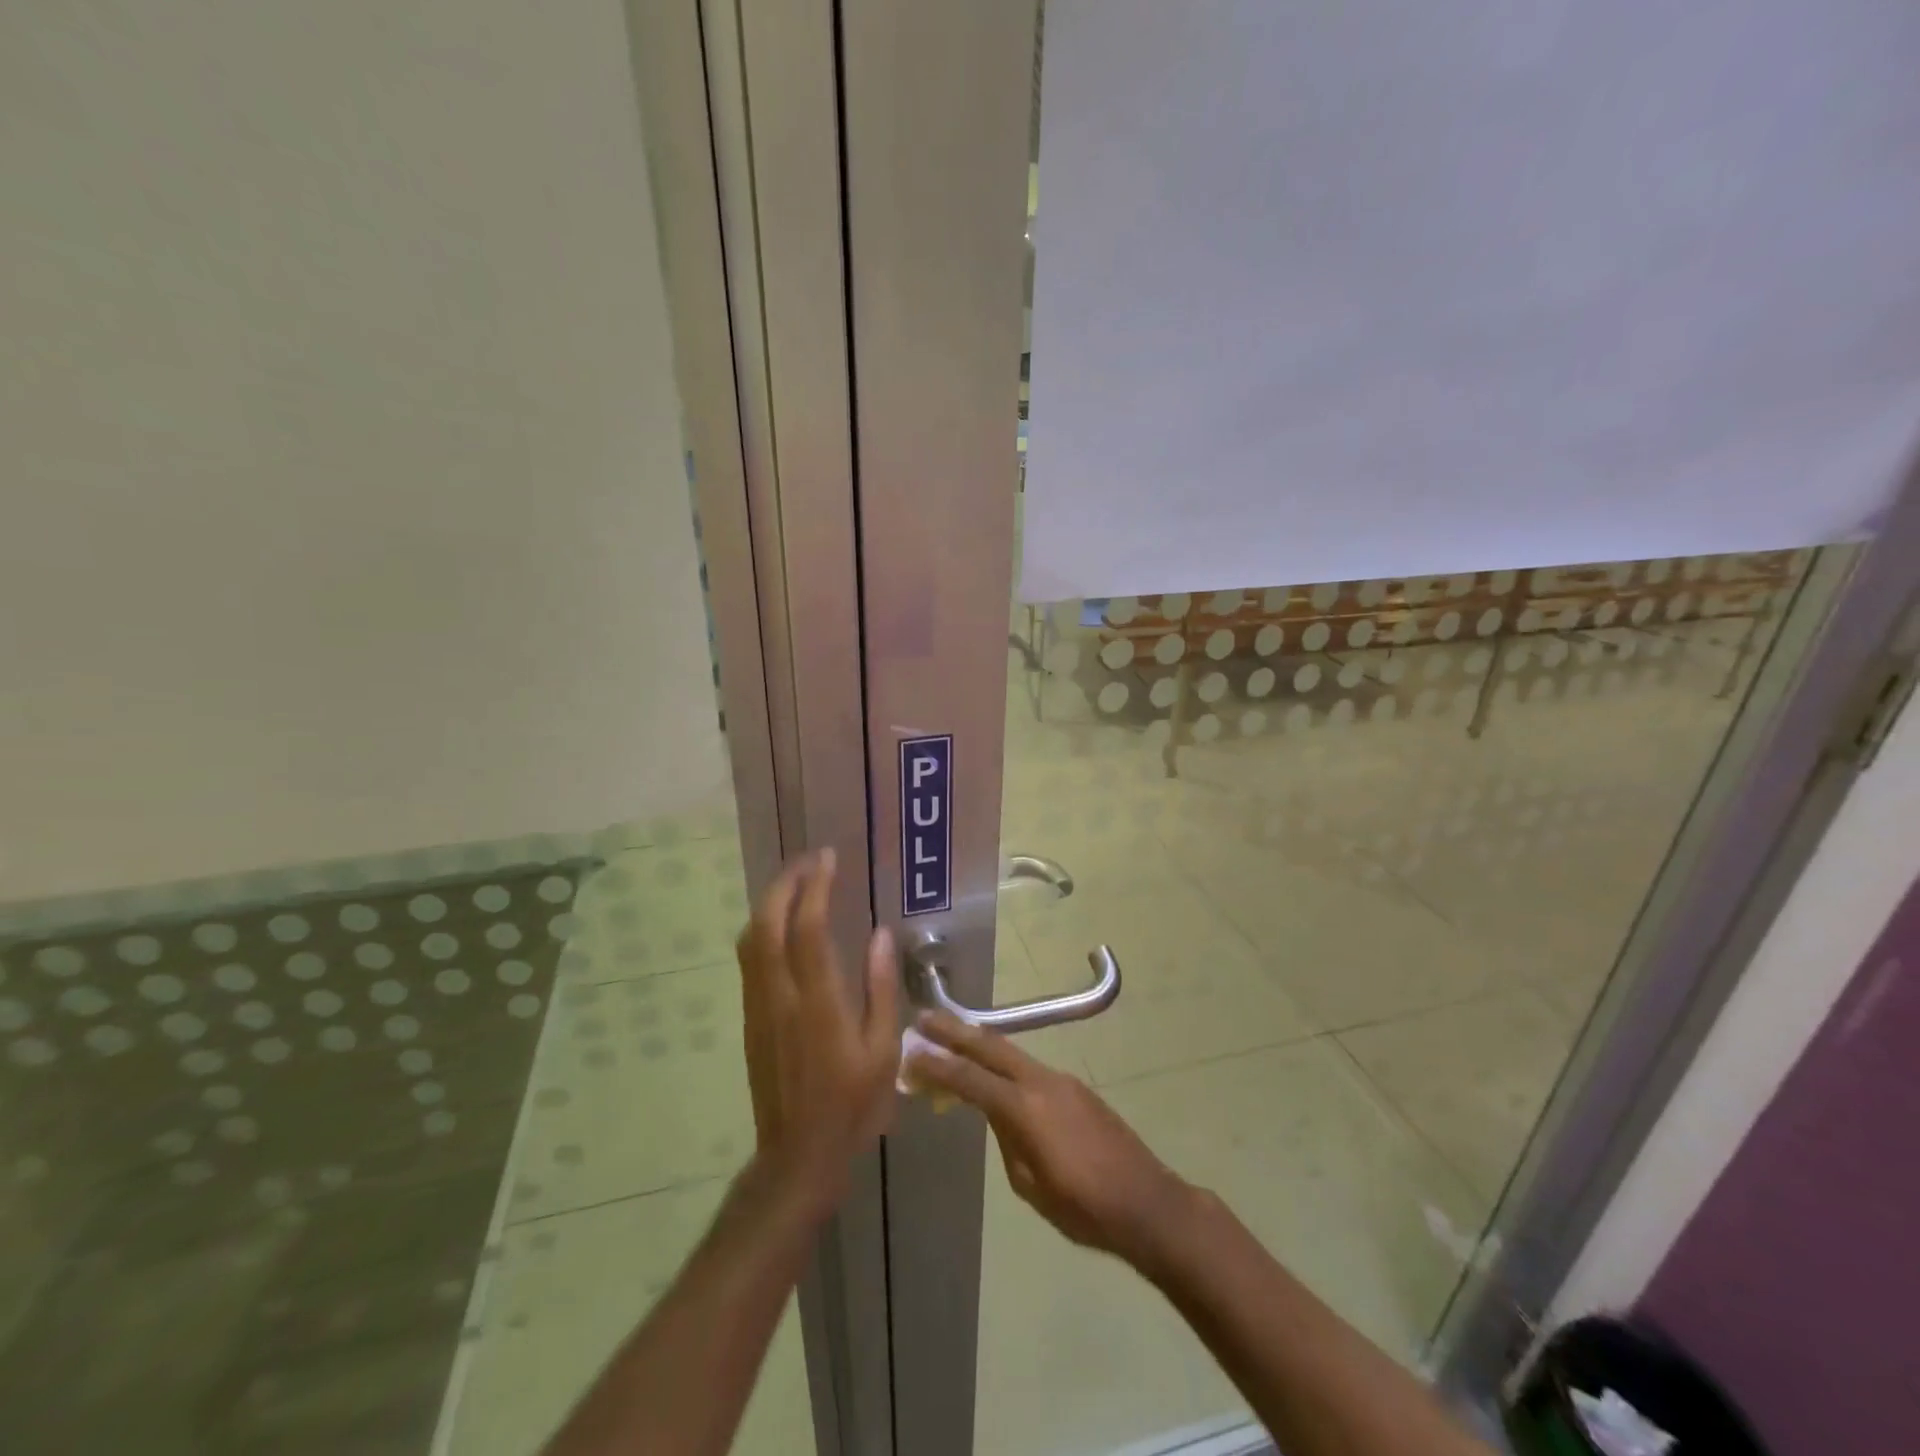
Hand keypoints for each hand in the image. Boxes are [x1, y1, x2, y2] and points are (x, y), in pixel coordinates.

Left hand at [737, 850, 900, 1212]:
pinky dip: (763, 927)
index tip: (828, 859)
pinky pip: (750, 959)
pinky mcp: (751, 1018)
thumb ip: (881, 989)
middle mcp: (781, 996)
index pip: (808, 929)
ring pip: (751, 939)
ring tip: (796, 883)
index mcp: (818, 1003)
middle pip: (768, 923)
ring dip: (770, 902)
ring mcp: (759, 1006)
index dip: (815, 887)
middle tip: (810, 861)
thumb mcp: (883, 1050)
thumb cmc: (852, 1104)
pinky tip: (782, 924)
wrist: (797, 1154)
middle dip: (785, 883)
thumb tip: (881, 936)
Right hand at [907, 1011, 1196, 1270]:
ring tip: (952, 1038)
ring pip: (1011, 1053)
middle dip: (955, 1032)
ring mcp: (1062, 1080)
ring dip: (979, 1043)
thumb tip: (997, 1115)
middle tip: (924, 1019)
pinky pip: (1030, 1068)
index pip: (970, 1079)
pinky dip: (1004, 1064)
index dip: (938, 1066)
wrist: (1147, 1202)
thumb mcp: (1030, 1186)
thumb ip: (1008, 1140)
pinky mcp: (1075, 1088)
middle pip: (990, 1047)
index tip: (910, 1052)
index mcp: (1025, 1109)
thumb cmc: (1084, 1209)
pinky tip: (996, 1075)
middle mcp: (1042, 1082)